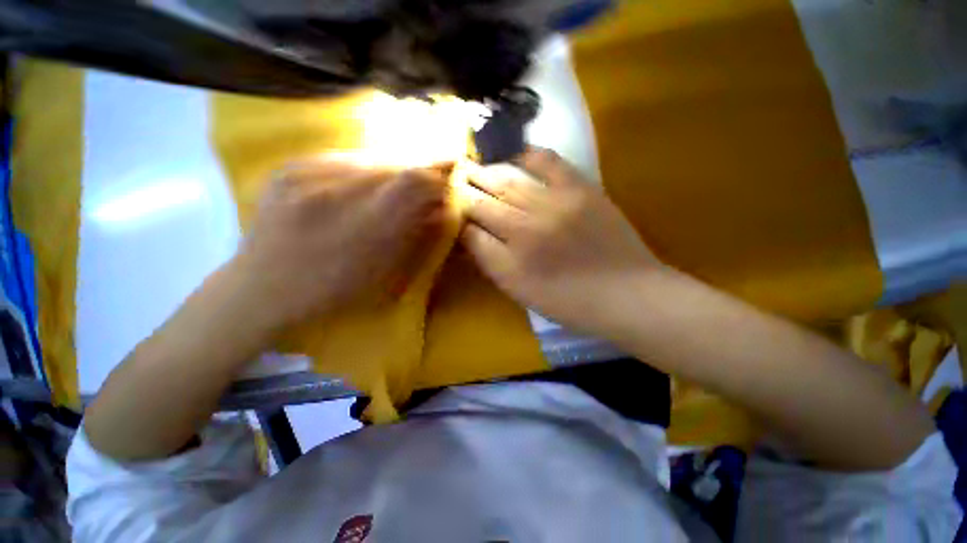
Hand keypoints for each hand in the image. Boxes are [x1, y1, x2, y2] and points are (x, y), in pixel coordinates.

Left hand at [233, 157, 449, 330]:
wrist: (261, 289)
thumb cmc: (333, 292)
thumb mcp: (387, 274)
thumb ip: (417, 235)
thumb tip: (442, 206)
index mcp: (364, 228)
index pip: (415, 181)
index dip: (438, 178)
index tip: (446, 183)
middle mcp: (335, 192)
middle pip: (395, 164)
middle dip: (417, 174)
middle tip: (424, 188)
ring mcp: (305, 173)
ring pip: (371, 157)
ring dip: (391, 173)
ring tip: (391, 191)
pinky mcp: (289, 166)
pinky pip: (344, 158)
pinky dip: (363, 171)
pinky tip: (361, 189)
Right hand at [461, 148, 662, 336]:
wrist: (626, 294)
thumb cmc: (569, 302)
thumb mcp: (520, 292)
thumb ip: (491, 263)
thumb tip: (468, 235)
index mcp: (510, 261)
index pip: (470, 231)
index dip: (457, 218)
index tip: (450, 209)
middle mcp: (525, 228)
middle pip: (483, 202)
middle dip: (463, 190)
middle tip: (452, 179)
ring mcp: (554, 204)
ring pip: (508, 182)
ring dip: (486, 173)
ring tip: (473, 166)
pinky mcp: (581, 190)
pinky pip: (549, 163)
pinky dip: (529, 155)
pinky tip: (517, 155)